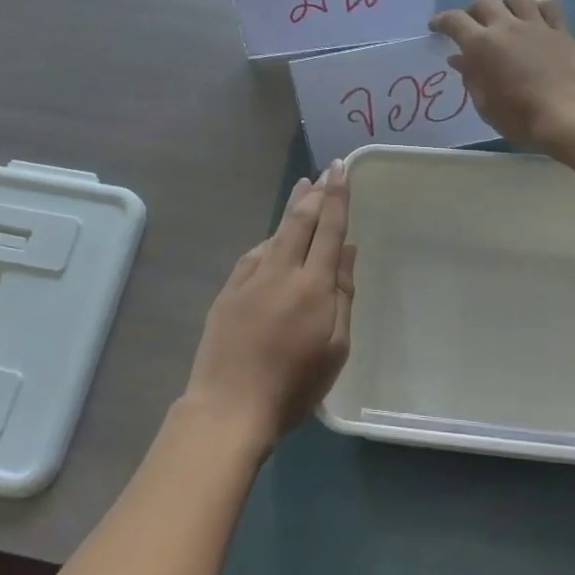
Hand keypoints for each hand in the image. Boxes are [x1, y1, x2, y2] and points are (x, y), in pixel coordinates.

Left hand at [184, 163, 355, 449]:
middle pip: (299, 222)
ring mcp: (249, 279)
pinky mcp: (228, 292)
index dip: (337, 197)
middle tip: (323, 172)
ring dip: (291, 210)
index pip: (328, 229)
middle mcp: (280, 271)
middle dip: (314, 193)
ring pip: (274, 234)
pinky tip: (271, 239)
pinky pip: (253, 255)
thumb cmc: (294, 385)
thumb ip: (343, 294)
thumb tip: (347, 250)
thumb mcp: (335, 347)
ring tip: (302, 191)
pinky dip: (268, 240)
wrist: (229, 406)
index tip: (340, 169)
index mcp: (313, 285)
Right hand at [430, 0, 574, 151]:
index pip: (455, 21)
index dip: (442, 21)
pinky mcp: (561, 30)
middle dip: (473, 11)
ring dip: (505, 4)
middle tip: (472, 27)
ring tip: (505, 18)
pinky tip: (535, 19)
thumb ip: (471, 78)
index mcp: (482, 45)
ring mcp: (536, 25)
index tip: (436, 27)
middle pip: (484, 2)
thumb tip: (459, 59)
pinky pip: (548, 6)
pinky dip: (537, 8)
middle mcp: (506, 27)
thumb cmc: (521, 117)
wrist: (571, 115)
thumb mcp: (486, 105)